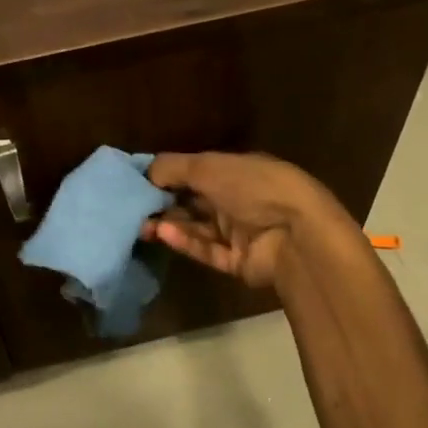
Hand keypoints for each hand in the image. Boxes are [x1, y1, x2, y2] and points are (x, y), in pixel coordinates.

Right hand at [141, 152, 352, 289]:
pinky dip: (185, 242)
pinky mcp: (236, 261)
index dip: (167, 176)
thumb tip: (145, 172)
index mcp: (237, 170)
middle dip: (163, 204)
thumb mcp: (209, 166)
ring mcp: (238, 232)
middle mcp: (237, 199)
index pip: (195, 171)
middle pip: (192, 202)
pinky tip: (163, 234)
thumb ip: (173, 168)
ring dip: (169, 225)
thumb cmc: (254, 187)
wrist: (296, 234)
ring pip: (196, 228)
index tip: (136, 182)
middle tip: (132, 209)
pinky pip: (205, 250)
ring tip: (142, 225)